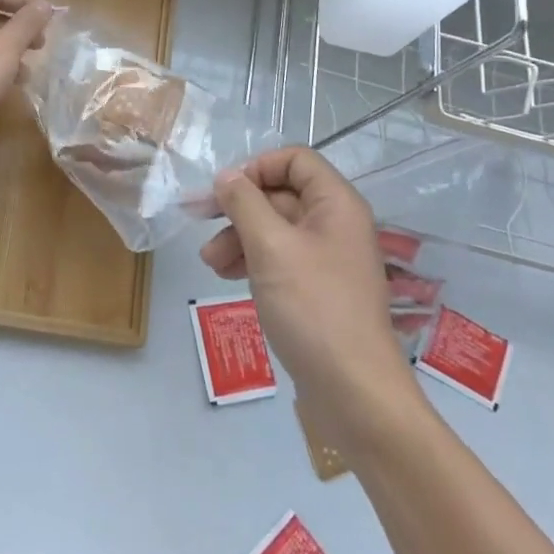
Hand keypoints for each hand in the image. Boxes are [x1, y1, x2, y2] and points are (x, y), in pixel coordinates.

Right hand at [202, 148, 415, 442]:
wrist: (354, 393)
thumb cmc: (313, 308)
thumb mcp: (270, 247)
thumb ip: (244, 203)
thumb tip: (227, 176)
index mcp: (336, 204)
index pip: (295, 160)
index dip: (257, 167)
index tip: (224, 191)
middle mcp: (336, 224)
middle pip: (281, 194)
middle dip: (239, 207)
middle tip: (198, 221)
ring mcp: (328, 259)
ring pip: (275, 228)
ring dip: (239, 236)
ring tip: (210, 262)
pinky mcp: (318, 290)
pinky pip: (280, 258)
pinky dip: (252, 260)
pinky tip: (228, 277)